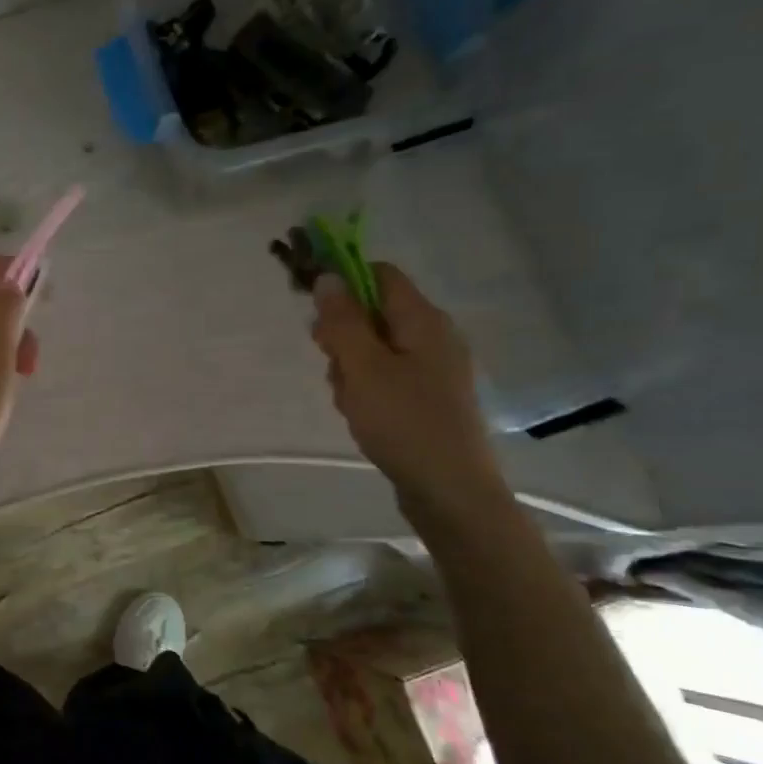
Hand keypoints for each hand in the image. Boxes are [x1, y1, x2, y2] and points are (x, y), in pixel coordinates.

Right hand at [310, 263, 503, 511]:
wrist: (449, 489)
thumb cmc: (404, 422)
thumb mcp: (363, 367)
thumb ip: (343, 321)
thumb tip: (328, 276)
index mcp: (423, 320)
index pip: (379, 274)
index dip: (343, 282)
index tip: (313, 310)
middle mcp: (433, 336)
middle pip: (372, 313)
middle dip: (342, 336)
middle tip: (334, 368)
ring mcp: (432, 368)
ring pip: (373, 349)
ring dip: (349, 368)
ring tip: (350, 402)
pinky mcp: (426, 396)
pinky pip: (384, 376)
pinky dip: (365, 389)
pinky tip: (362, 415)